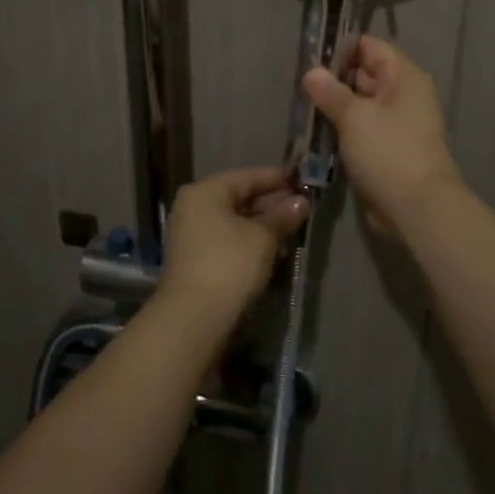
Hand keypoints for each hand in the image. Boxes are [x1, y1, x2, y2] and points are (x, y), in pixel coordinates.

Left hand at [158, 166, 309, 317]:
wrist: (193, 317)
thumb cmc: (229, 264)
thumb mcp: (262, 237)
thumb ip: (282, 216)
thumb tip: (301, 201)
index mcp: (204, 192)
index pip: (246, 176)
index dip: (276, 177)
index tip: (302, 179)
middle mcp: (193, 207)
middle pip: (238, 197)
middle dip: (271, 203)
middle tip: (303, 206)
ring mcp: (191, 234)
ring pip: (234, 221)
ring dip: (262, 224)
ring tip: (294, 228)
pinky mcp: (195, 259)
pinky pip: (227, 240)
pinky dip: (249, 241)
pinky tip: (274, 249)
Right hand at [303, 35, 460, 227]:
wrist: (417, 207)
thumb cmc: (388, 152)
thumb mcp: (354, 116)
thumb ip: (330, 91)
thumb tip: (311, 72)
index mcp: (403, 76)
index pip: (368, 46)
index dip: (339, 49)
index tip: (308, 59)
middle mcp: (403, 93)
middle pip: (363, 73)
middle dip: (332, 79)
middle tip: (298, 85)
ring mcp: (396, 121)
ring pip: (359, 103)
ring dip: (334, 106)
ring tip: (302, 108)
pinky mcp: (388, 146)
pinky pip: (361, 127)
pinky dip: (342, 128)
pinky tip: (317, 131)